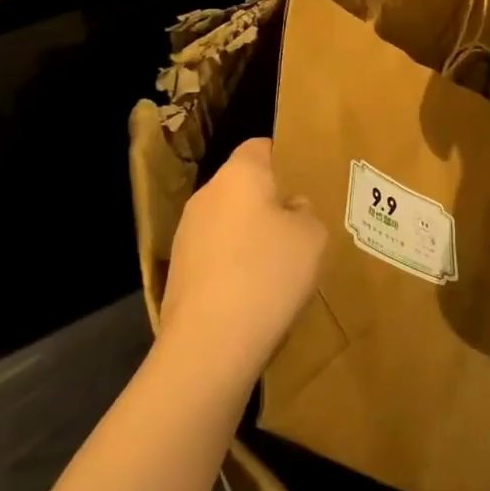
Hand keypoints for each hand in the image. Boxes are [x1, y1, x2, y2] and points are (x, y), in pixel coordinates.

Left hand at [161, 139, 325, 376]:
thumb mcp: (313, 238)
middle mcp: (206, 195)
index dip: (283, 158)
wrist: (210, 343)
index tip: (305, 180)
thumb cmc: (269, 274)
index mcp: (239, 175)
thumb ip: (305, 213)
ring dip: (248, 235)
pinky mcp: (176, 270)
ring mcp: (185, 234)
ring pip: (226, 221)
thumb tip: (290, 208)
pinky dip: (232, 264)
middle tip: (298, 225)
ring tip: (277, 264)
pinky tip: (252, 292)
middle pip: (241, 186)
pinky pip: (213, 254)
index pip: (260, 146)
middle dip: (267, 201)